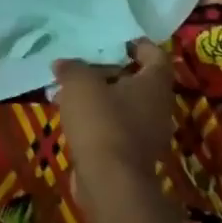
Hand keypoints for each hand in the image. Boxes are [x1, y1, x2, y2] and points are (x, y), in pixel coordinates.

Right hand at [54, 39, 177, 197]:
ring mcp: (147, 134)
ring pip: (123, 106)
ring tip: (69, 90)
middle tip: (83, 64)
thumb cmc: (102, 121)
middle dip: (110, 71)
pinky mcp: (131, 155)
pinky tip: (71, 117)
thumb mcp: (80, 84)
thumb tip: (63, 64)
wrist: (110, 182)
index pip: (155, 55)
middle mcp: (158, 108)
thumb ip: (72, 68)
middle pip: (138, 81)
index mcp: (154, 85)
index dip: (137, 44)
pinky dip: (97, 120)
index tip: (115, 40)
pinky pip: (114, 128)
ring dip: (100, 97)